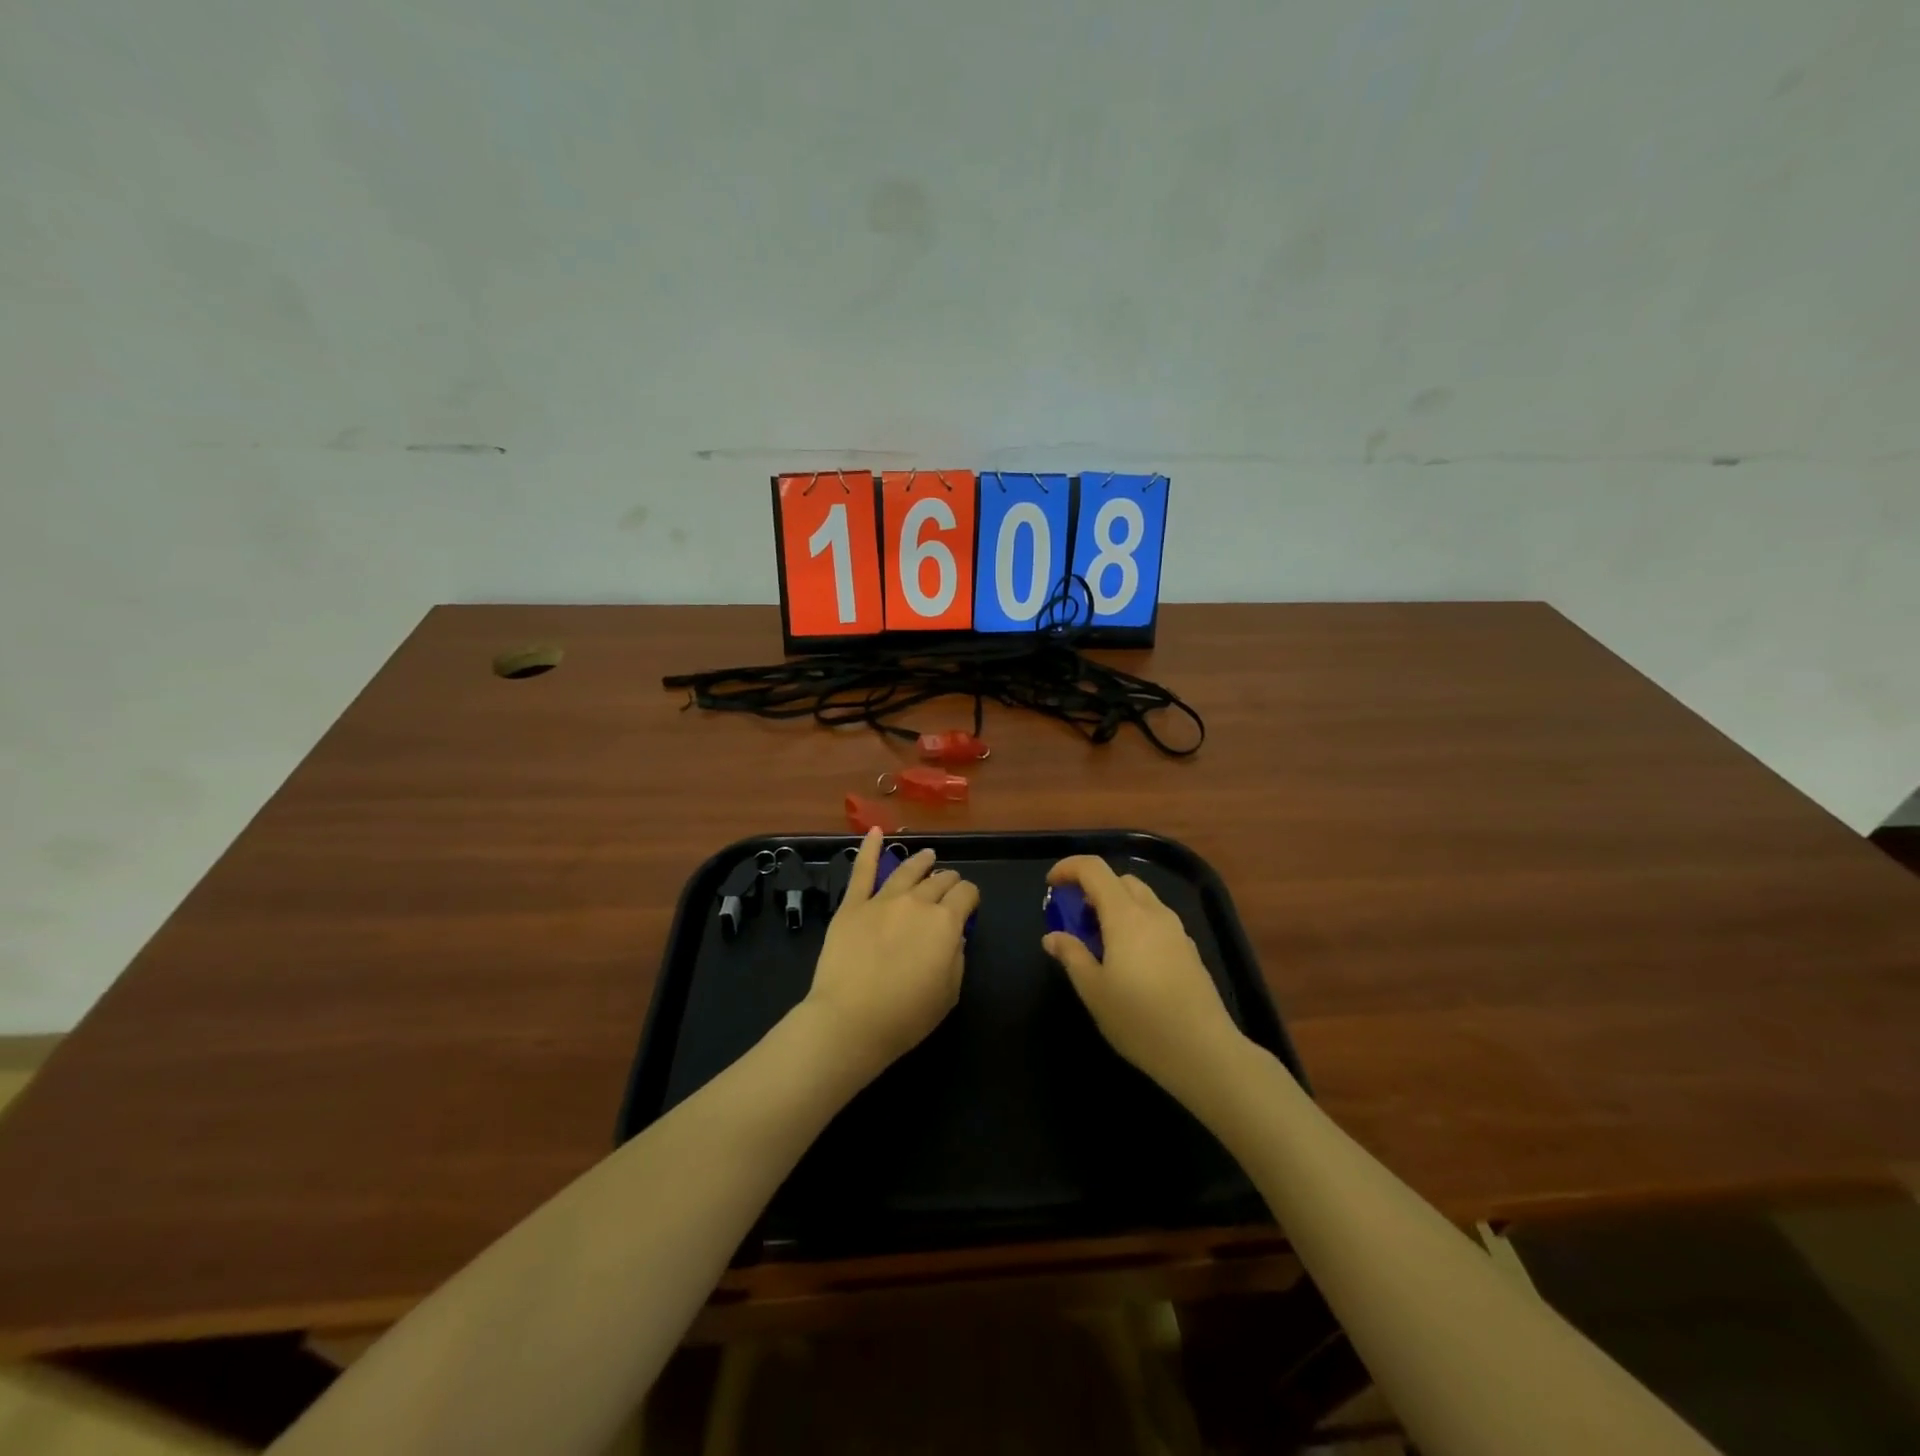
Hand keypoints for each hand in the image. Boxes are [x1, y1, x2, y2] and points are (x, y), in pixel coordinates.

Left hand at [803, 829, 979, 1082]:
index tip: (969, 904)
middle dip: (949, 880)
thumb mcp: (949, 993)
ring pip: (906, 870)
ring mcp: (882, 900)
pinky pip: (862, 871)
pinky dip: (868, 849)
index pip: (966, 894)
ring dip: (921, 861)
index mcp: (946, 923)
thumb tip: (954, 937)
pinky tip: (874, 832)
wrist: (850, 1020)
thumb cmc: (906, 1016)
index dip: (971, 897)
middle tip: (950, 883)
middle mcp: (917, 902)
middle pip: (939, 881)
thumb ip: (957, 958)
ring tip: (928, 855)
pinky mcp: (852, 905)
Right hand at [1042, 857, 1243, 1101]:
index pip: (1094, 869)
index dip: (1069, 868)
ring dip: (1116, 905)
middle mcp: (1153, 913)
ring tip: (1100, 940)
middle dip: (1093, 888)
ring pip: (1142, 898)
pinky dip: (1136, 923)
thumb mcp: (1094, 991)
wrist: (1204, 1052)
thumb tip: (1053, 936)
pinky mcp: (1189, 950)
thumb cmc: (1140, 1020)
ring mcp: (1176, 931)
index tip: (1051, 886)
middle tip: (1076, 917)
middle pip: (1120, 880)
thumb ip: (1072, 956)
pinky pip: (1157, 920)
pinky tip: (1130, 960)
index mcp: (1125, 916)